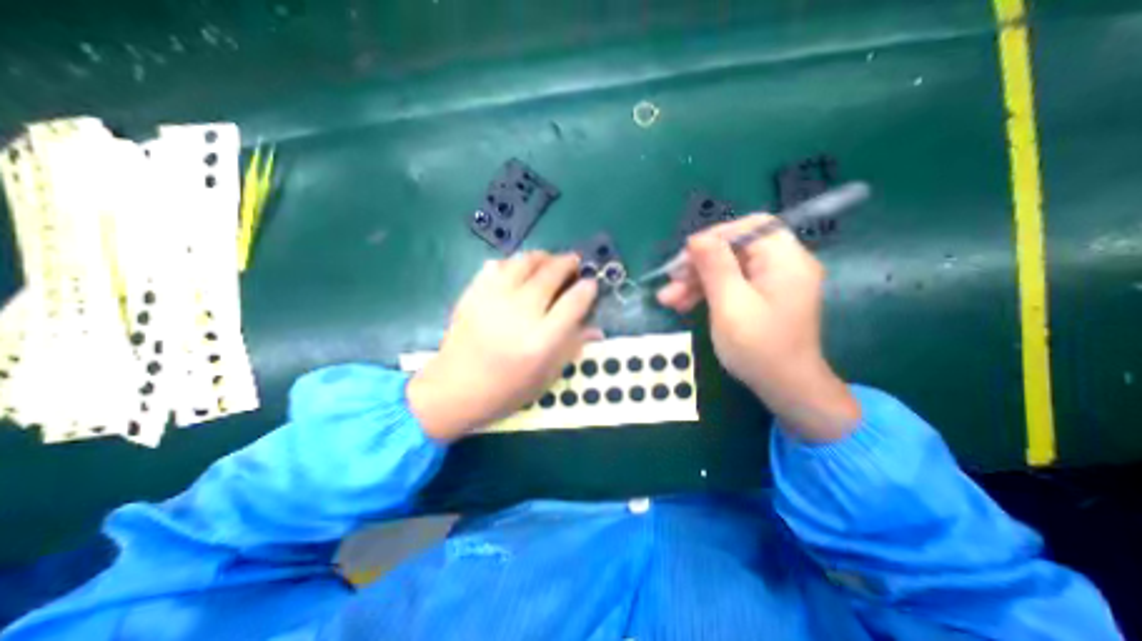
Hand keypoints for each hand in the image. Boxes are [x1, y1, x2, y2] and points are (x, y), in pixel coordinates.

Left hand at [404, 253, 598, 441]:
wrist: (455, 389)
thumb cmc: (506, 390)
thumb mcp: (547, 376)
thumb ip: (572, 347)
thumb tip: (596, 328)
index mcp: (542, 340)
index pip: (574, 302)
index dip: (587, 288)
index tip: (591, 284)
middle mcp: (520, 313)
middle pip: (551, 274)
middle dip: (568, 263)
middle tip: (574, 262)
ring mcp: (494, 299)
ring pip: (524, 262)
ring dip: (542, 257)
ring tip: (549, 260)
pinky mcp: (474, 293)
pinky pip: (497, 265)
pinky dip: (513, 262)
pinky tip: (519, 270)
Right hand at [652, 216, 857, 439]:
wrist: (785, 388)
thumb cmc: (759, 347)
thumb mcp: (730, 304)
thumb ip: (714, 266)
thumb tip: (697, 238)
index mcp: (785, 259)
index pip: (751, 227)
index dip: (715, 236)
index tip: (686, 255)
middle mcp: (783, 265)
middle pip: (734, 249)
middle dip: (699, 264)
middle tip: (670, 280)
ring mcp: (772, 282)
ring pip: (727, 268)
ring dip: (696, 281)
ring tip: (668, 299)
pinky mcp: (761, 298)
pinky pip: (731, 285)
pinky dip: (707, 292)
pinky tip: (682, 304)